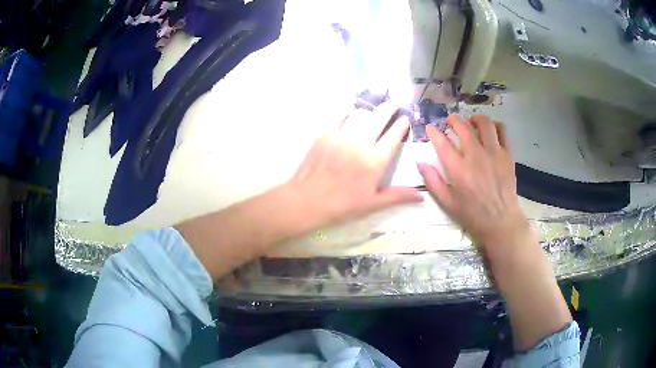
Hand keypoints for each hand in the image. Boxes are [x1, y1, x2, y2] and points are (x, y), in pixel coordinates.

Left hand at [287, 101, 422, 228]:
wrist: (307, 201)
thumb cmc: (342, 205)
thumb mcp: (372, 204)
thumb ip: (397, 196)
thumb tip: (421, 196)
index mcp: (375, 162)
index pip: (393, 137)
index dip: (401, 125)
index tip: (405, 118)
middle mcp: (360, 144)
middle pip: (379, 118)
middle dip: (390, 108)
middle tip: (395, 103)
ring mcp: (341, 136)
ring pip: (360, 114)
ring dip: (370, 111)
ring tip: (373, 112)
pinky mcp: (325, 134)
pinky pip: (339, 116)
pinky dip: (348, 112)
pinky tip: (350, 114)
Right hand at [417, 115, 529, 253]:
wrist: (501, 222)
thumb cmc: (473, 215)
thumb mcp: (448, 203)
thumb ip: (433, 182)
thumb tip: (420, 163)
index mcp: (459, 170)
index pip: (442, 143)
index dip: (434, 132)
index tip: (431, 128)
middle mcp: (476, 157)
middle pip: (463, 127)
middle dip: (453, 120)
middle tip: (450, 122)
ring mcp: (494, 153)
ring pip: (484, 123)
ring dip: (475, 119)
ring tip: (471, 123)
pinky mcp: (507, 155)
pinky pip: (501, 131)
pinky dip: (494, 125)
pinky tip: (489, 131)